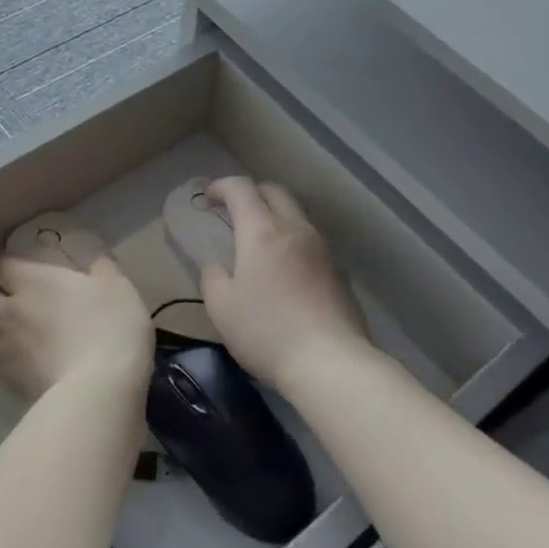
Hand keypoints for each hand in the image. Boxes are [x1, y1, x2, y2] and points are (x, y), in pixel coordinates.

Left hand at [0, 255, 152, 401]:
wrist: (98, 391)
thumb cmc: (111, 328)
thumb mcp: (118, 287)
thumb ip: (100, 266)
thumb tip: (92, 257)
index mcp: (32, 281)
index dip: (7, 266)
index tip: (23, 270)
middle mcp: (9, 311)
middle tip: (10, 298)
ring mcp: (5, 348)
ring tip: (10, 331)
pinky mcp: (8, 381)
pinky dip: (1, 357)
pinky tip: (22, 361)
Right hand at [200, 178, 371, 384]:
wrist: (330, 362)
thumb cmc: (266, 331)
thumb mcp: (221, 307)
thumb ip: (213, 277)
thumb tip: (219, 265)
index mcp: (262, 231)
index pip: (241, 189)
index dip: (221, 186)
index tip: (208, 196)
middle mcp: (296, 229)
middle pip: (275, 192)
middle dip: (251, 193)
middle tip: (234, 212)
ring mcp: (323, 248)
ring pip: (297, 214)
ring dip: (276, 216)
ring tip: (261, 240)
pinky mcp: (340, 270)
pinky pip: (312, 241)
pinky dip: (294, 240)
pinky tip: (287, 268)